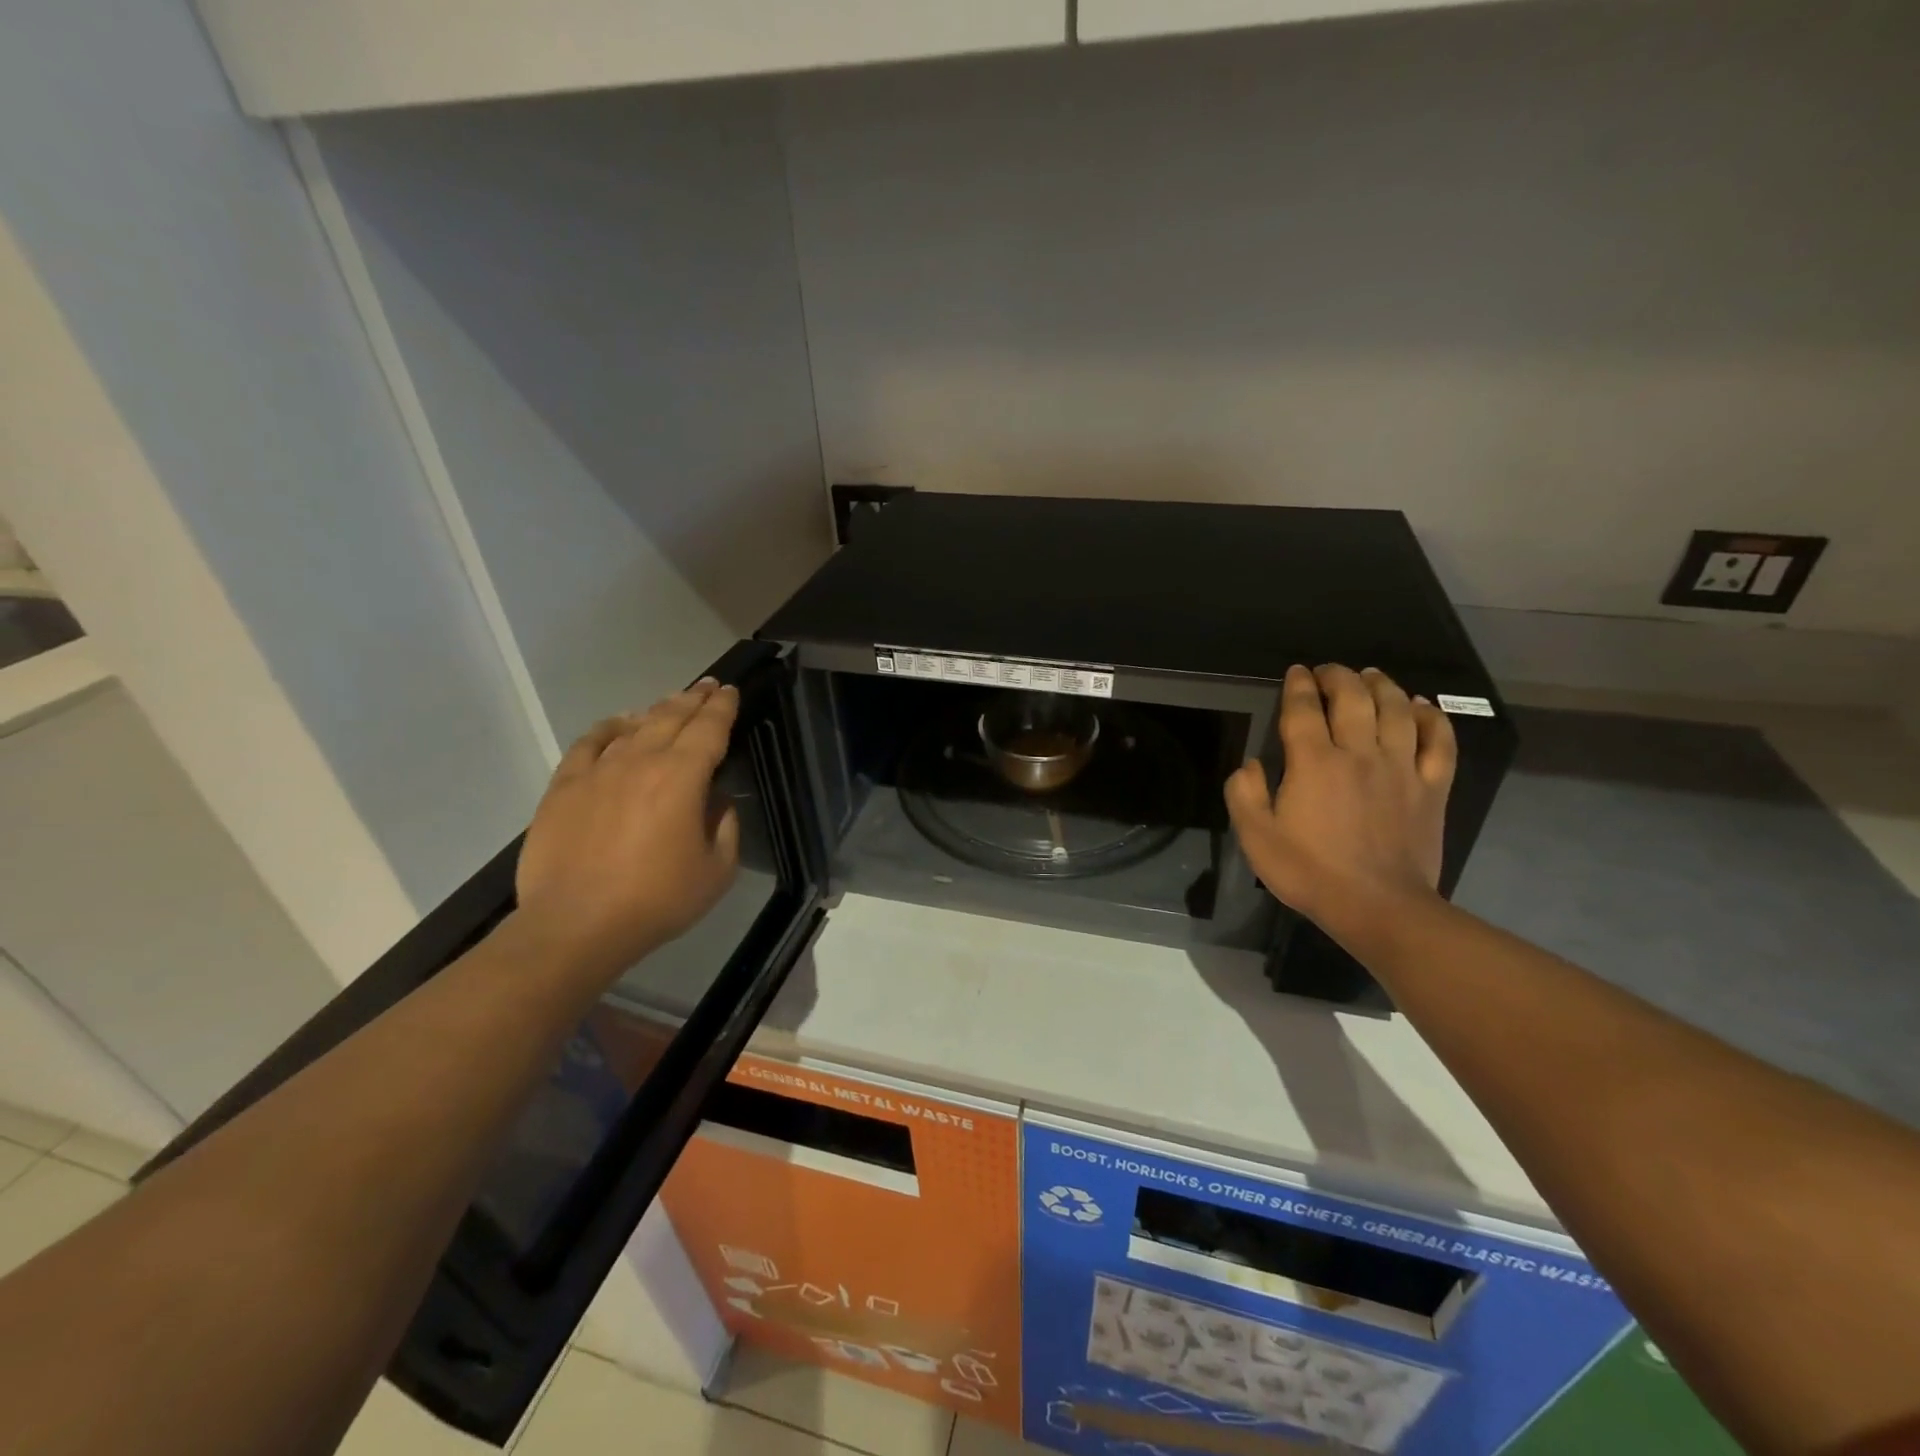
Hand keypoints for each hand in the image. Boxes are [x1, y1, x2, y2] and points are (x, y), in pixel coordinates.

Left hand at [515, 679, 741, 976]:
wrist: (576, 924)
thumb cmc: (657, 900)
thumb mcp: (717, 871)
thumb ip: (725, 826)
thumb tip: (716, 801)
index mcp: (683, 777)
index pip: (709, 728)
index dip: (723, 707)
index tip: (730, 692)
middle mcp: (641, 761)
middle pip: (672, 717)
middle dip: (694, 698)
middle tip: (708, 686)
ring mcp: (598, 770)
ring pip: (634, 725)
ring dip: (658, 710)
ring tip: (672, 702)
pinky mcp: (564, 786)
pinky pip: (589, 742)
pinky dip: (609, 727)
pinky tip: (619, 723)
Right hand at [1225, 664, 1456, 938]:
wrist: (1379, 907)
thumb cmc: (1309, 872)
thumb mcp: (1255, 837)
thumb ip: (1244, 793)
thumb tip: (1252, 763)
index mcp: (1313, 762)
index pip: (1303, 709)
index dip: (1298, 685)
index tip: (1295, 673)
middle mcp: (1359, 753)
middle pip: (1353, 697)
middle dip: (1338, 676)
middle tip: (1328, 671)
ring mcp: (1402, 768)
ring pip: (1397, 709)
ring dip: (1382, 685)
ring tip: (1371, 676)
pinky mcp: (1432, 787)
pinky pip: (1438, 741)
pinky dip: (1431, 718)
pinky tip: (1420, 707)